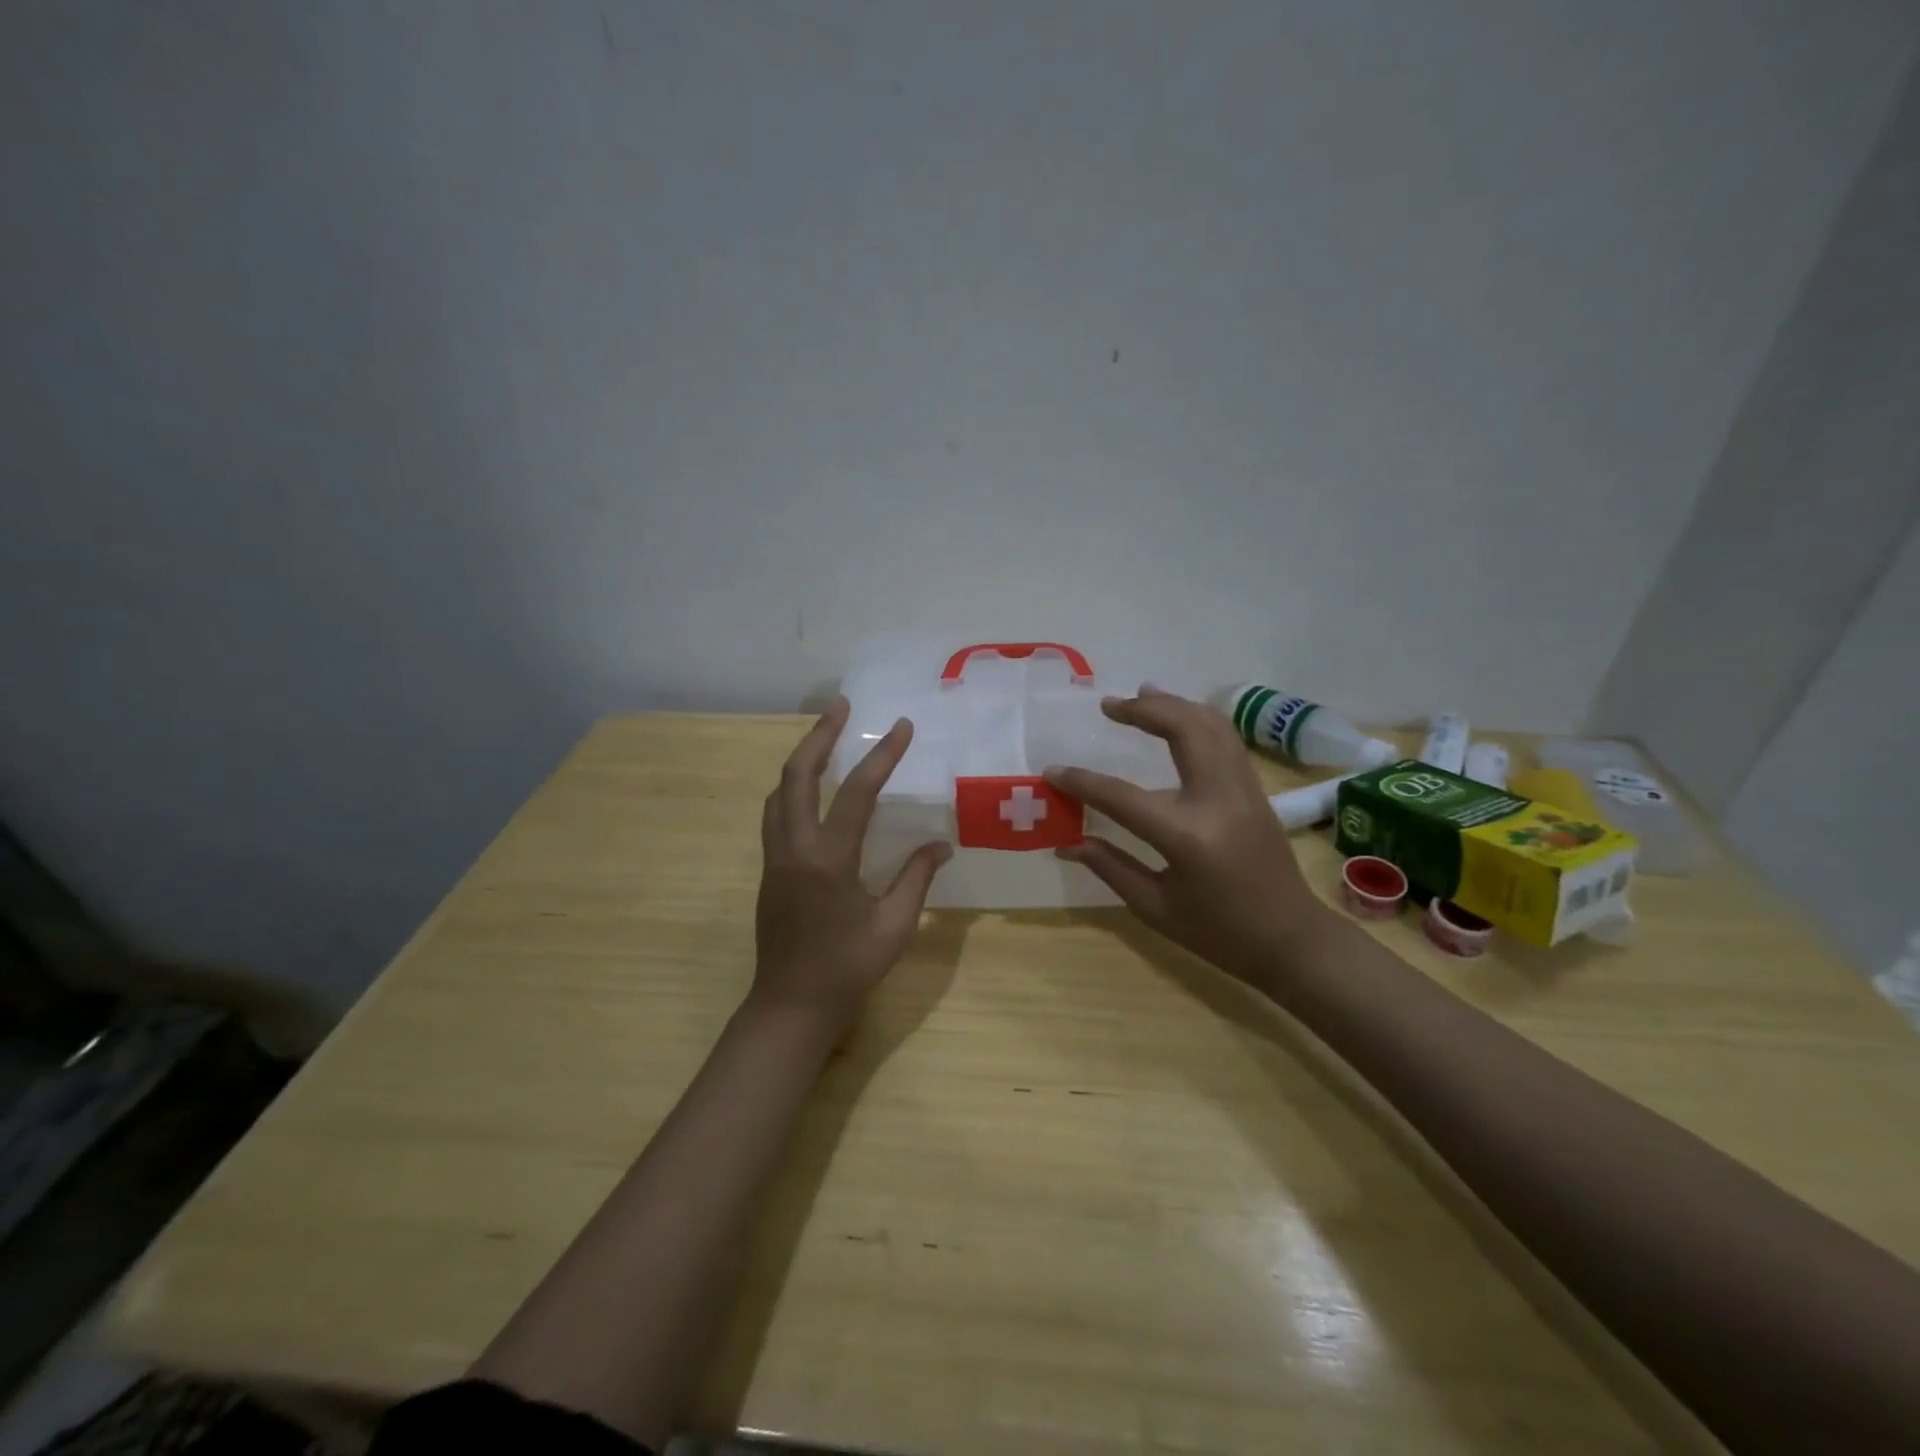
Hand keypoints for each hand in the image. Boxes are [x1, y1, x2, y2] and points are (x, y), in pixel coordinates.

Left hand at [753, 696, 952, 1031]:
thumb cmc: (848, 969)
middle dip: (819, 735)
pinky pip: (775, 814)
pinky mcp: (769, 870)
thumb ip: (916, 879)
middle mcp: (794, 848)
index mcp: (828, 860)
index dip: (882, 755)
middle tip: (840, 706)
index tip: (902, 726)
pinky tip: (811, 790)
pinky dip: (792, 788)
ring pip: (779, 792)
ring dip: (801, 759)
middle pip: (797, 775)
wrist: (791, 1006)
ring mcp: (775, 858)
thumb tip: (941, 845)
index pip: (857, 793)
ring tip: (825, 738)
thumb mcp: (894, 926)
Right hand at [1044, 687, 1329, 986]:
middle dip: (1144, 711)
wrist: (1292, 939)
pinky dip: (1199, 718)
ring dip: (1174, 705)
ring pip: (1211, 725)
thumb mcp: (1156, 908)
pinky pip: (1227, 738)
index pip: (1123, 796)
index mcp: (1188, 837)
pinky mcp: (1256, 789)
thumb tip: (1066, 844)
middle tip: (1109, 705)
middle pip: (1183, 730)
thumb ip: (1110, 867)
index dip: (1083, 782)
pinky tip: (1179, 717)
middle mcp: (1219, 800)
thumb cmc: (1220, 933)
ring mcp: (1244, 789)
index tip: (1053, 771)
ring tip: (1141, 696)